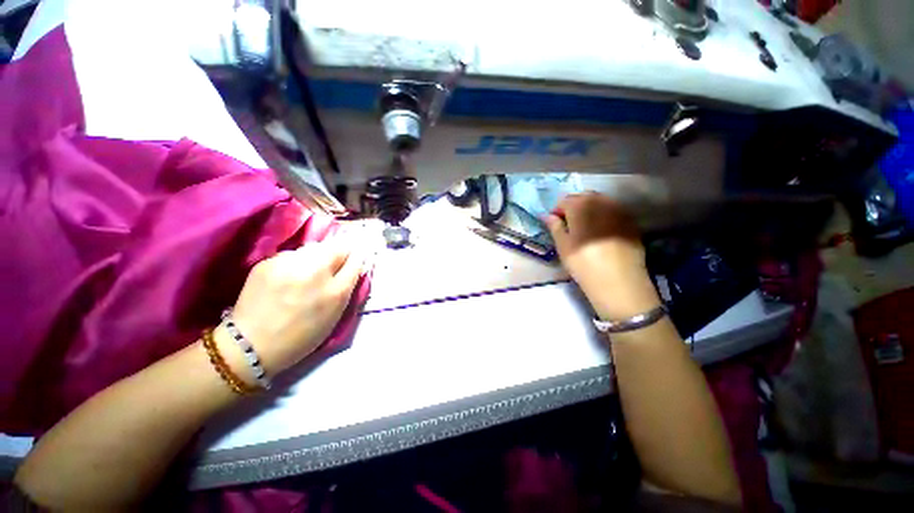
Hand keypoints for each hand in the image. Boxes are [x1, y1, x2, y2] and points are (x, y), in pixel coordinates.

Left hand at [224, 236, 367, 375]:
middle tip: (331, 267)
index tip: (355, 258)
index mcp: (336, 291)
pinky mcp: (268, 262)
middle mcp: (315, 272)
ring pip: (314, 248)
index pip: (356, 259)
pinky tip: (288, 276)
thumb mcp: (335, 314)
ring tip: (308, 272)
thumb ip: (347, 286)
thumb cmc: (302, 335)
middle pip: (336, 246)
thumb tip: (354, 262)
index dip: (357, 257)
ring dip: (317, 256)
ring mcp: (288, 264)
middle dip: (338, 253)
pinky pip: (292, 254)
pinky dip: (296, 261)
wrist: (250, 345)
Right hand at [544, 193, 659, 320]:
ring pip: (600, 202)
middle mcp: (601, 202)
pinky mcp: (631, 221)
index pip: (565, 200)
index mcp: (581, 207)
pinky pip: (613, 211)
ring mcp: (619, 210)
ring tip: (585, 228)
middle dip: (574, 207)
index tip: (555, 224)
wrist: (618, 282)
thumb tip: (546, 215)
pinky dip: (604, 215)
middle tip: (569, 225)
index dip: (557, 211)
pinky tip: (602, 232)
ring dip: (590, 210)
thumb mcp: (563, 246)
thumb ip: (554, 226)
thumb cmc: (583, 263)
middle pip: (584, 197)